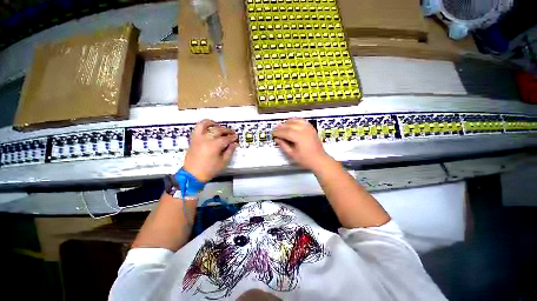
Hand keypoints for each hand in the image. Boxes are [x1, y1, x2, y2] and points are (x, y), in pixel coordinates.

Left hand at [183, 120, 237, 181]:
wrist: (193, 174)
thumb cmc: (209, 170)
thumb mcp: (222, 163)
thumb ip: (229, 152)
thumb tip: (234, 144)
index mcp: (215, 145)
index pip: (226, 138)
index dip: (232, 138)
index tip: (235, 138)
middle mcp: (207, 139)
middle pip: (219, 130)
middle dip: (227, 131)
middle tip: (231, 133)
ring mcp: (199, 137)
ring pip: (208, 125)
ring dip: (215, 124)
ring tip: (220, 127)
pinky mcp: (194, 138)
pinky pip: (198, 127)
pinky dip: (204, 124)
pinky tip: (208, 126)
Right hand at [272, 118, 331, 170]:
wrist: (319, 160)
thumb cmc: (305, 159)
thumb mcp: (292, 154)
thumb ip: (284, 145)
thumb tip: (277, 139)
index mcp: (299, 137)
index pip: (285, 132)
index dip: (278, 132)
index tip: (272, 133)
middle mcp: (304, 130)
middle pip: (290, 125)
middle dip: (281, 127)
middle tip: (275, 130)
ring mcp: (308, 128)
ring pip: (295, 121)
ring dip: (287, 122)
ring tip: (282, 127)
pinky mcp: (311, 128)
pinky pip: (302, 121)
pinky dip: (295, 120)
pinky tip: (291, 124)